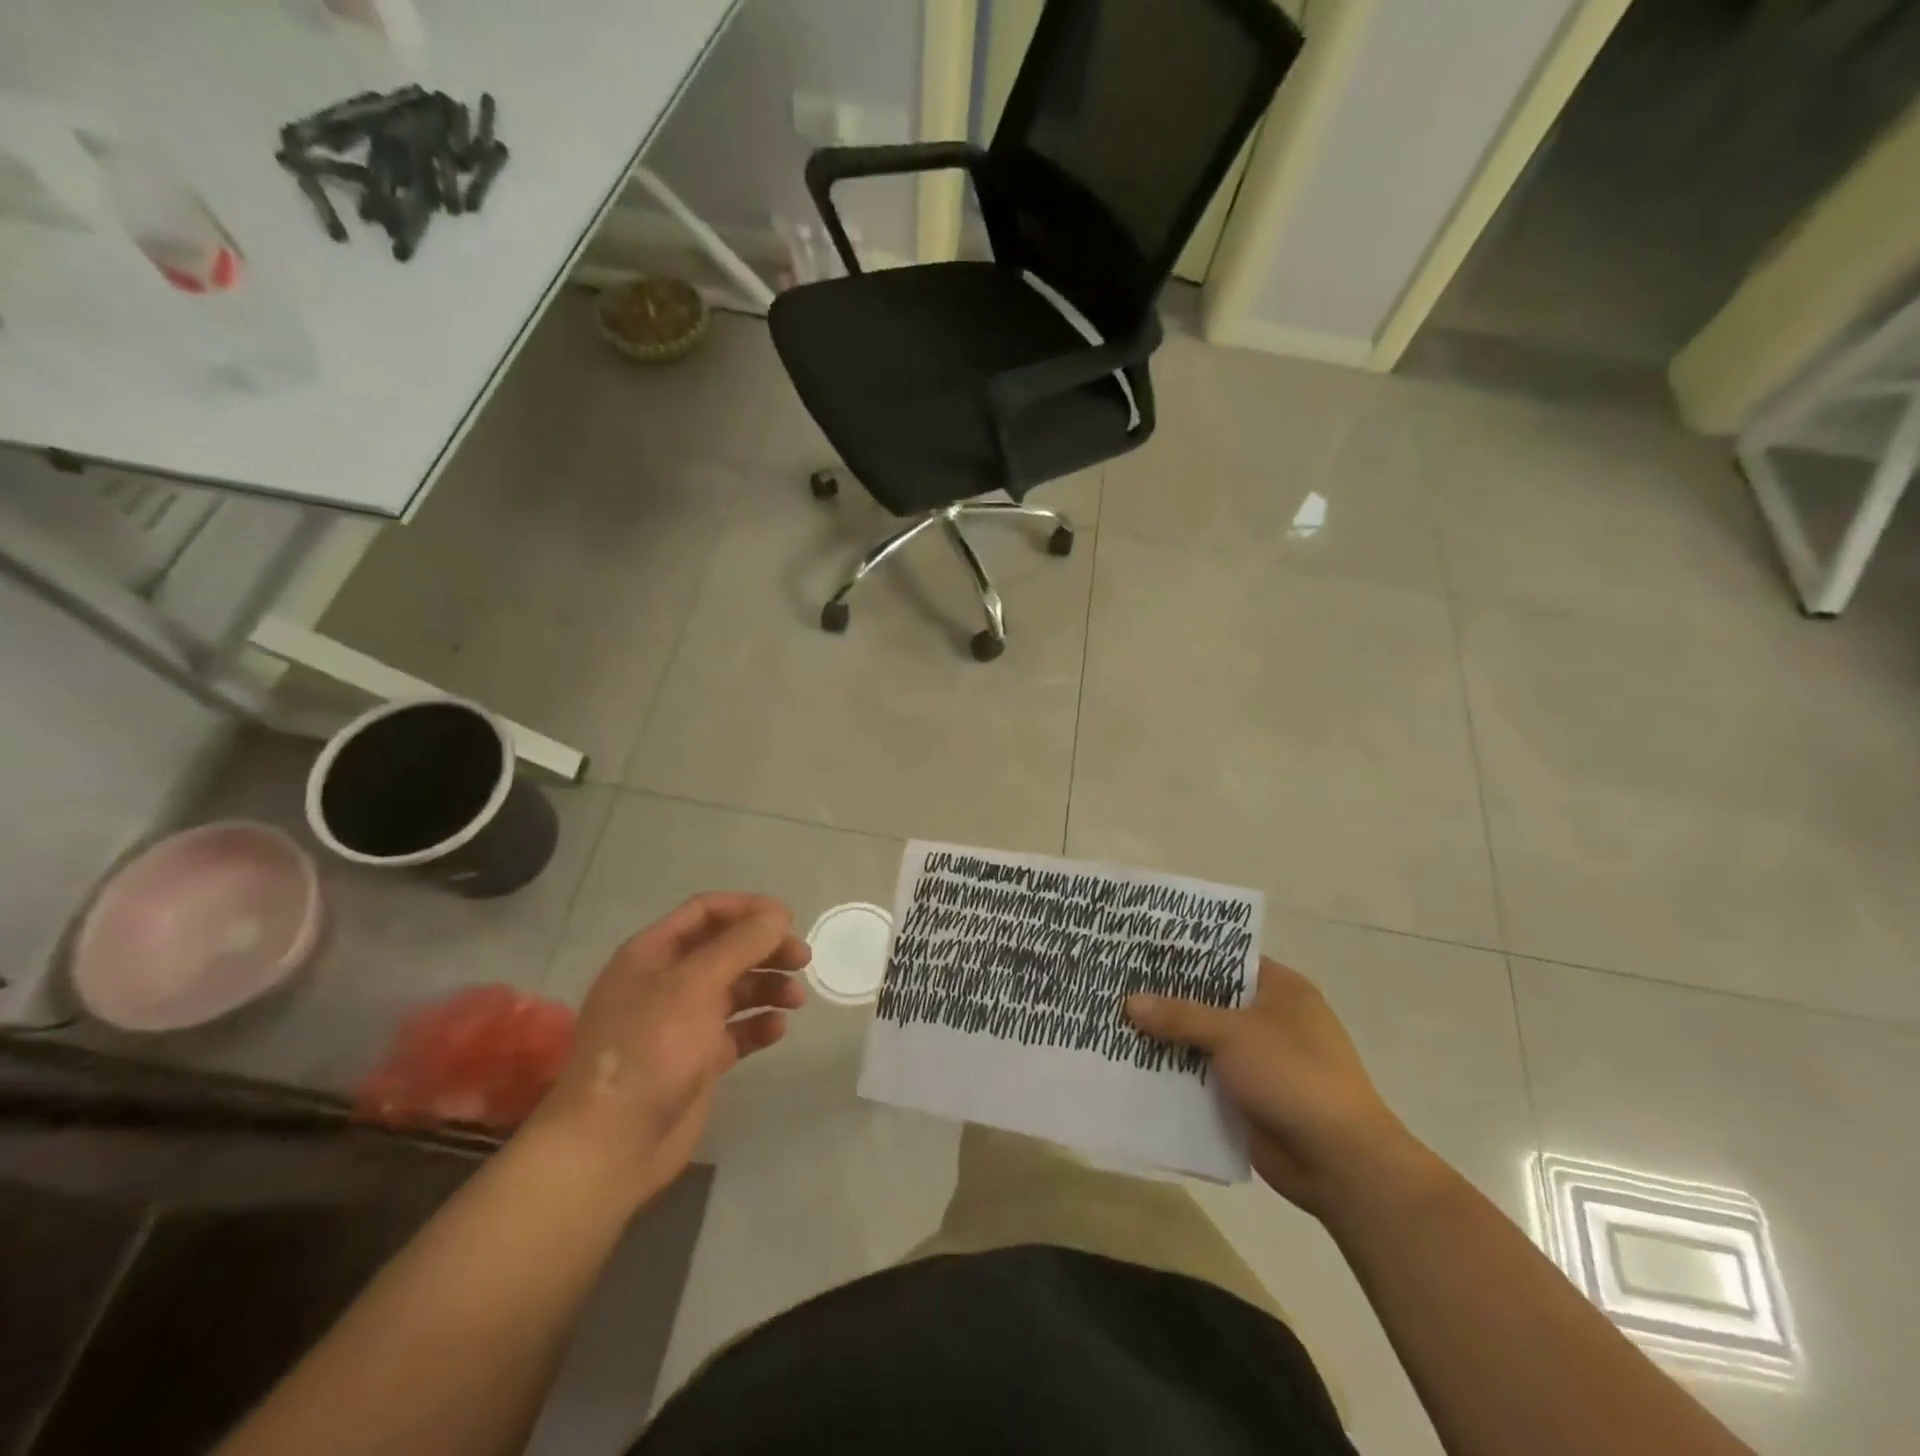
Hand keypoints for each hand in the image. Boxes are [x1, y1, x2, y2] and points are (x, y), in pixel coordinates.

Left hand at [534, 893, 809, 1207]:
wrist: (612, 1145)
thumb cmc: (650, 1049)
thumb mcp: (695, 985)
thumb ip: (740, 945)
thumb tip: (777, 915)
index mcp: (651, 955)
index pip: (704, 912)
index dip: (747, 909)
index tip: (788, 919)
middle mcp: (665, 983)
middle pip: (724, 949)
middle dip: (764, 949)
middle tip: (803, 959)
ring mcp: (679, 1023)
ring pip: (733, 989)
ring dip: (767, 986)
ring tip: (796, 999)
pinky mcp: (695, 1060)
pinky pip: (734, 1031)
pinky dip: (757, 1025)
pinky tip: (778, 1030)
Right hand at [1127, 958, 1425, 1217]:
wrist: (1340, 1163)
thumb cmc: (1294, 1076)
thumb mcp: (1233, 1034)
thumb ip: (1180, 1015)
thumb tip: (1129, 1001)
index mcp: (1281, 990)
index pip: (1226, 959)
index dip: (1186, 955)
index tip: (1141, 950)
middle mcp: (1271, 1020)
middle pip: (1209, 1000)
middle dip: (1167, 998)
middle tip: (1116, 985)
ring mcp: (1259, 1061)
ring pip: (1202, 1041)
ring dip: (1167, 1039)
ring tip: (1114, 1023)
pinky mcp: (1248, 1098)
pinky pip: (1203, 1077)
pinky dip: (1176, 1074)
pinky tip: (1134, 1067)